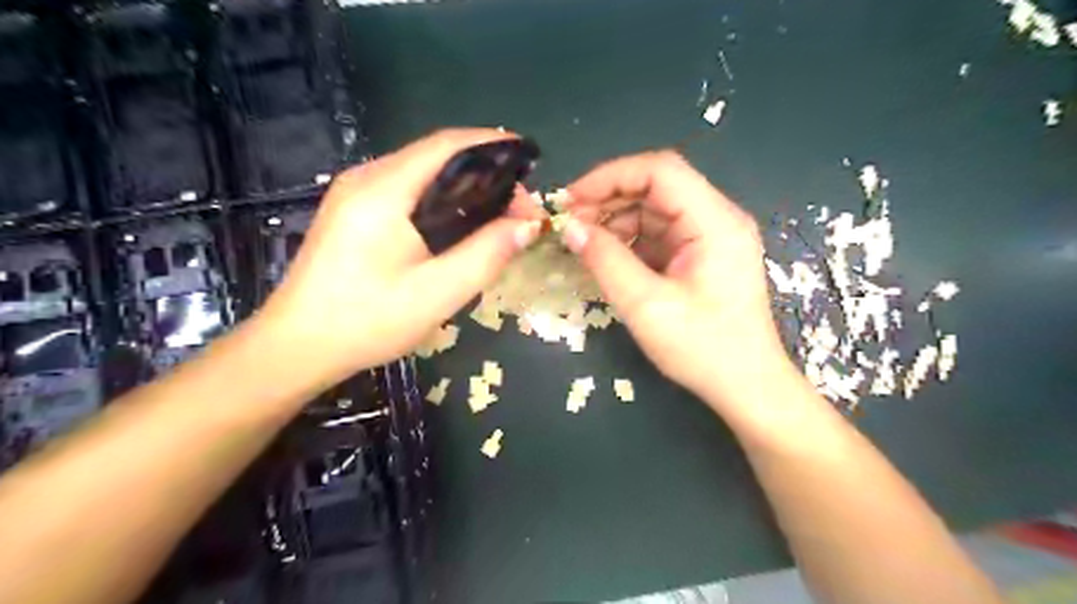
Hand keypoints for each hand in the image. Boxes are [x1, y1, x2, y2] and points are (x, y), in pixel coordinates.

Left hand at [261, 129, 543, 387]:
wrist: (297, 346)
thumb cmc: (367, 321)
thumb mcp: (438, 293)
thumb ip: (487, 254)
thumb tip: (527, 225)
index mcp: (384, 190)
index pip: (448, 145)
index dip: (494, 145)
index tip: (530, 166)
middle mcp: (366, 178)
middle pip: (436, 155)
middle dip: (485, 171)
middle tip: (519, 208)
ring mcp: (355, 193)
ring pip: (422, 172)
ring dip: (464, 185)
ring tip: (499, 215)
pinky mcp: (352, 211)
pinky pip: (407, 189)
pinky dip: (442, 197)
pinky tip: (459, 223)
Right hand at [559, 151, 793, 409]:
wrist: (746, 386)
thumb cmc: (703, 349)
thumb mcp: (646, 306)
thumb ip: (605, 261)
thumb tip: (569, 228)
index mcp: (715, 222)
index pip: (660, 171)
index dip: (610, 176)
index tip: (571, 200)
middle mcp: (717, 218)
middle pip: (656, 186)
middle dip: (608, 199)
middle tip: (569, 223)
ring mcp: (710, 236)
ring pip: (654, 209)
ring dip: (615, 221)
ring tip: (581, 243)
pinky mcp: (700, 255)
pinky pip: (658, 233)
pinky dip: (628, 241)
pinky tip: (605, 256)